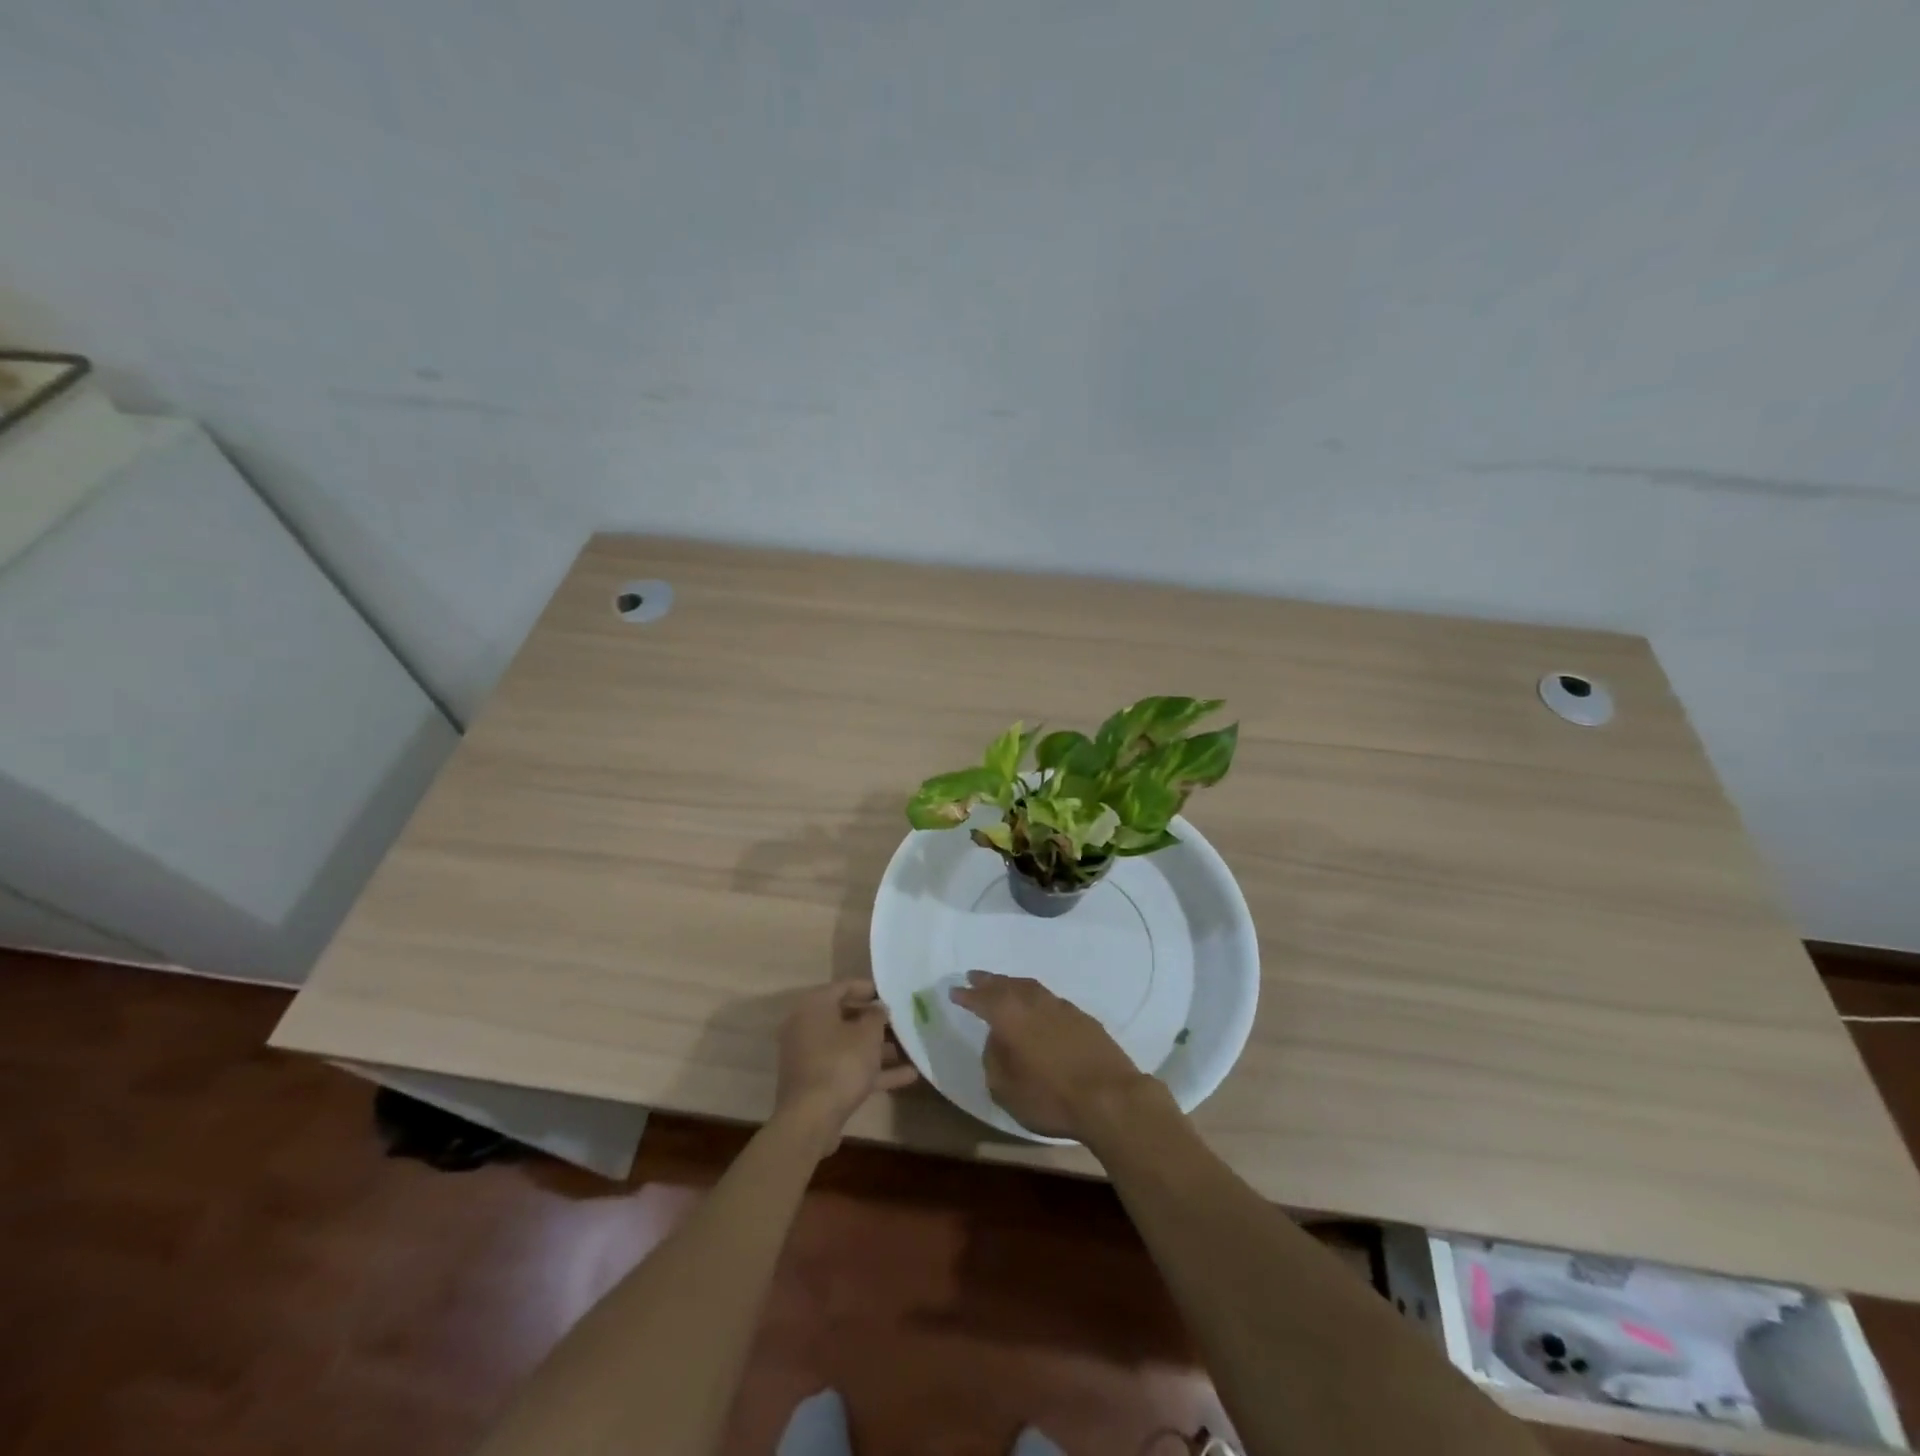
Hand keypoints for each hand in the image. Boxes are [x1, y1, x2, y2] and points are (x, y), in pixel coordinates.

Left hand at [774, 979, 918, 1142]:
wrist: (810, 1120)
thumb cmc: (840, 1064)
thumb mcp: (867, 1035)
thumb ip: (877, 1016)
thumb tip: (878, 1008)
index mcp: (814, 1007)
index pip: (843, 986)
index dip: (869, 988)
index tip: (891, 993)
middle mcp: (807, 1028)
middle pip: (845, 1017)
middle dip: (875, 1021)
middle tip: (900, 1020)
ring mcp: (810, 1057)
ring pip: (848, 1045)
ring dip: (877, 1048)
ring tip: (909, 1048)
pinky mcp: (817, 1083)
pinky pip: (847, 1069)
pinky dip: (872, 1071)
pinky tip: (907, 1076)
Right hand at [948, 970, 1155, 1140]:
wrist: (1110, 1097)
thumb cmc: (1050, 1097)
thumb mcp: (1005, 1089)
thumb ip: (994, 1060)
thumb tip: (997, 1041)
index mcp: (1009, 1016)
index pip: (982, 999)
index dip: (967, 995)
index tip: (954, 991)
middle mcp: (1034, 1003)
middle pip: (1006, 985)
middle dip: (988, 981)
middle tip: (974, 976)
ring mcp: (1062, 1007)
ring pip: (1031, 988)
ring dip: (1014, 985)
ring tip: (1004, 986)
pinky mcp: (1084, 1018)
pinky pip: (1051, 1000)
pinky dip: (1037, 998)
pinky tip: (1039, 1007)